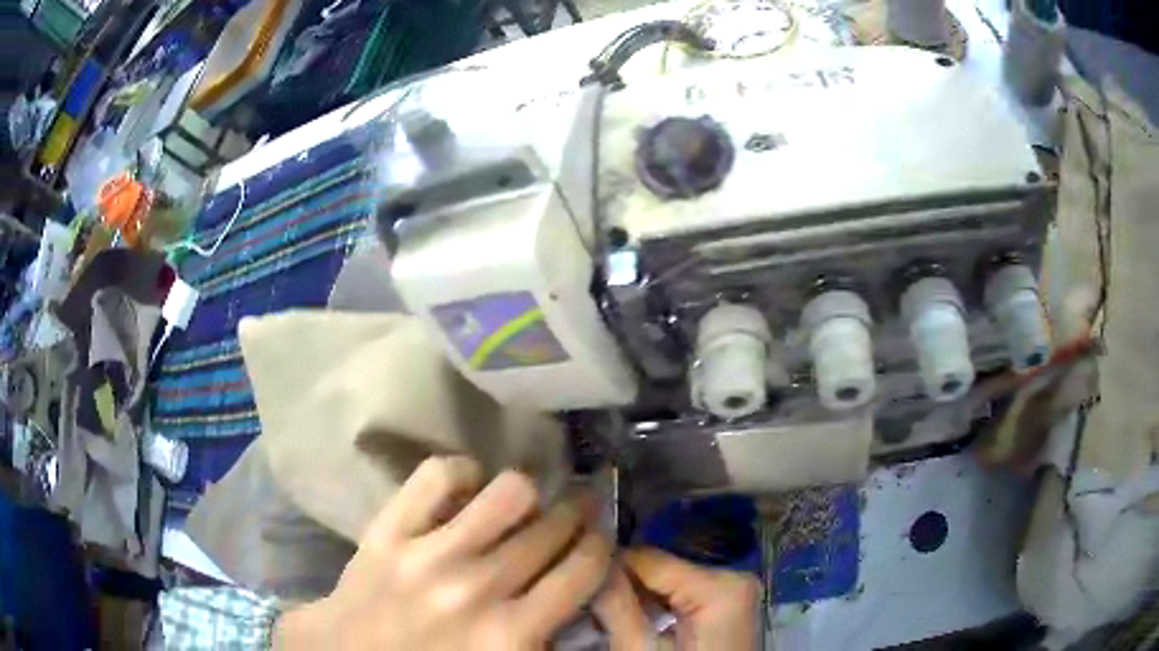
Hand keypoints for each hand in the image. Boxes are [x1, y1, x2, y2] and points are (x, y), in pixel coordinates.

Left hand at [274, 456, 611, 649]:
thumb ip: (547, 638)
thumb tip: (584, 585)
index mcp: (511, 636)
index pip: (583, 570)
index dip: (600, 545)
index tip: (600, 536)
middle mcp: (477, 589)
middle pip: (552, 528)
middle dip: (576, 514)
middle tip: (577, 509)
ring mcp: (429, 554)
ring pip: (510, 492)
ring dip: (527, 494)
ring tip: (523, 503)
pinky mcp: (388, 529)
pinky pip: (439, 474)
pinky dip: (463, 472)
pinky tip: (468, 488)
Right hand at [594, 548, 759, 650]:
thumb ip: (616, 607)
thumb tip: (587, 567)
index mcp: (719, 586)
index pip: (646, 558)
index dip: (605, 570)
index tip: (574, 589)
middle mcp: (733, 577)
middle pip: (658, 569)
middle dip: (620, 586)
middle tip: (587, 609)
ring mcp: (734, 590)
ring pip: (667, 581)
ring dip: (635, 597)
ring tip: (603, 617)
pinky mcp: (728, 603)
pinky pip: (682, 594)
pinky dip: (655, 607)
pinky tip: (632, 622)